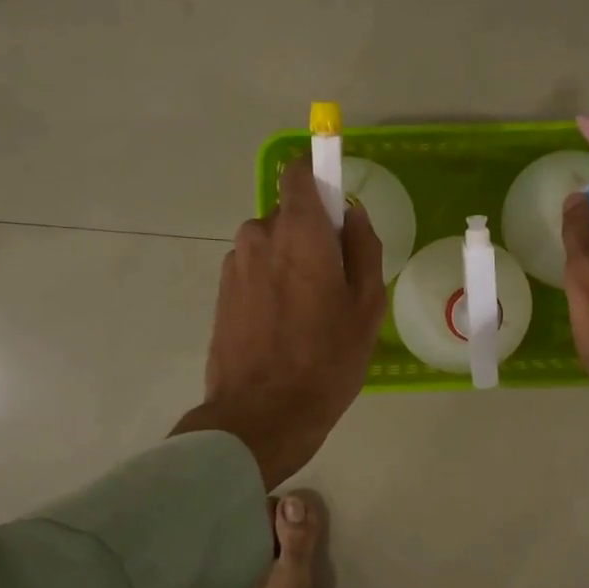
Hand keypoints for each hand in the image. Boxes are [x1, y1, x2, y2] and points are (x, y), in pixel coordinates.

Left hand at [173, 155, 386, 489]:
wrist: (261, 415)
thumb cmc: (326, 359)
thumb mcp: (367, 305)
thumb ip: (364, 247)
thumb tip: (351, 214)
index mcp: (300, 231)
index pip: (299, 172)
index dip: (318, 175)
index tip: (335, 203)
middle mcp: (259, 235)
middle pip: (290, 214)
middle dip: (312, 235)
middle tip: (333, 282)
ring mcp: (235, 263)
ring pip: (271, 244)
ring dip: (290, 262)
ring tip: (307, 312)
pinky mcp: (221, 291)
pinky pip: (254, 269)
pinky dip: (270, 283)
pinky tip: (283, 325)